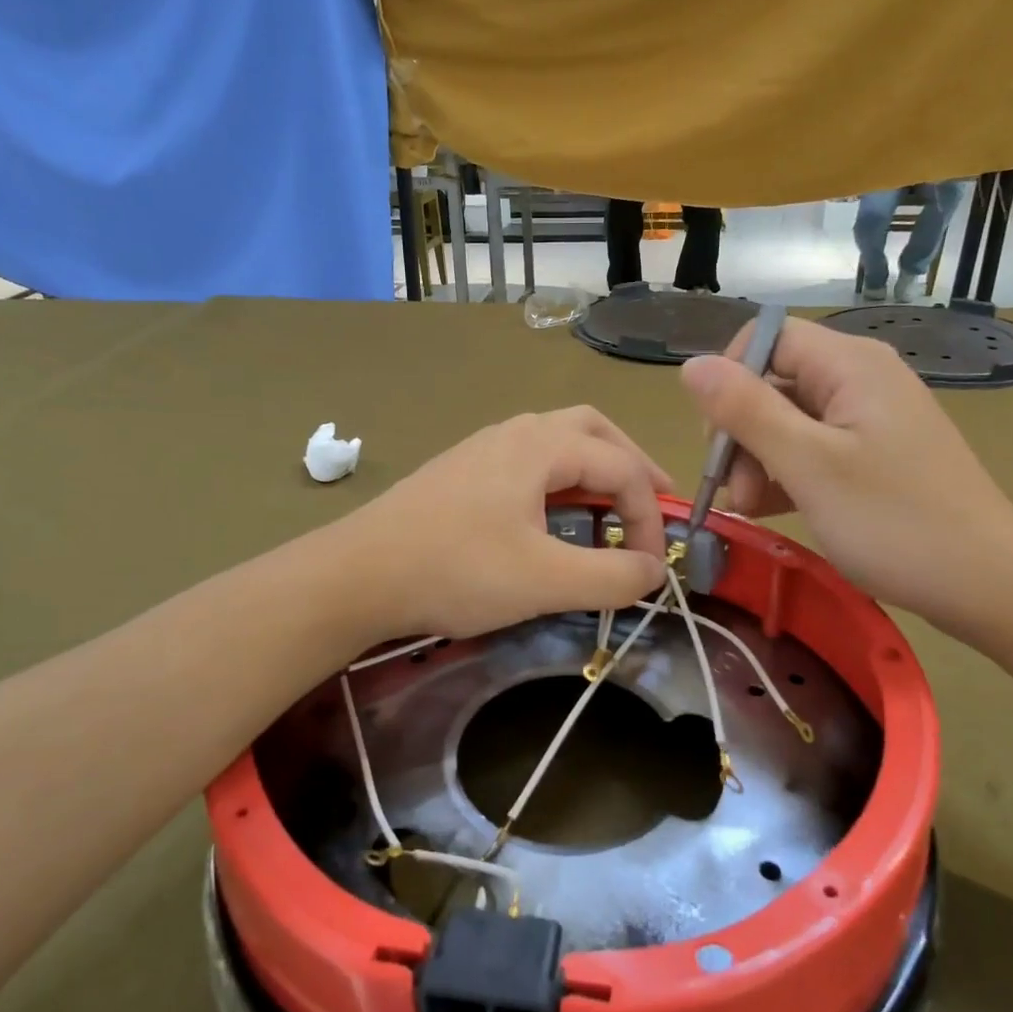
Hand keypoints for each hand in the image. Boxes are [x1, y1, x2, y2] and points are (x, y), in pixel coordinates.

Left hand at [336, 407, 672, 640]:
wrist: (358, 574)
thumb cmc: (455, 570)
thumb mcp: (545, 581)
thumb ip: (612, 577)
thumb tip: (654, 571)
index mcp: (541, 444)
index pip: (622, 466)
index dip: (649, 515)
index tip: (650, 567)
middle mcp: (515, 432)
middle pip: (594, 430)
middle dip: (632, 464)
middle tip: (652, 503)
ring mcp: (483, 447)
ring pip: (558, 440)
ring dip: (595, 468)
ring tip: (610, 508)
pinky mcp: (462, 470)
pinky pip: (529, 460)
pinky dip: (561, 479)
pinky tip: (552, 514)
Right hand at [680, 319, 1012, 632]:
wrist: (986, 583)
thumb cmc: (895, 521)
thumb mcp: (809, 465)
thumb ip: (746, 411)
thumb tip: (690, 365)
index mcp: (850, 365)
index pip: (767, 338)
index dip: (730, 379)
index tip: (717, 437)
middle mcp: (859, 380)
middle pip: (773, 382)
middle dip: (741, 432)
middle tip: (734, 490)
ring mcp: (867, 420)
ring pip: (786, 421)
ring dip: (757, 461)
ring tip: (750, 509)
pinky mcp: (871, 456)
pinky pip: (810, 450)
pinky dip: (783, 475)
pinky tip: (769, 510)